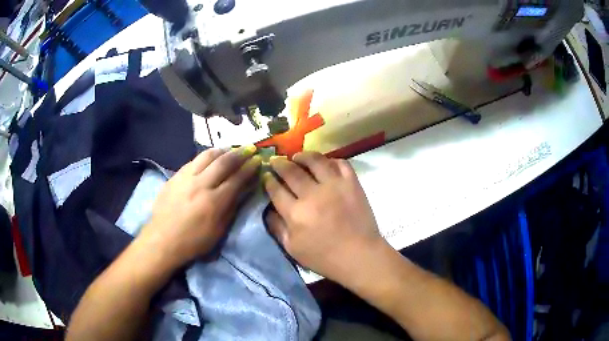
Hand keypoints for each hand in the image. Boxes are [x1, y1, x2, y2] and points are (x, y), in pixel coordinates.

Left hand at [140, 146, 261, 268]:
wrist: (163, 240)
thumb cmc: (194, 241)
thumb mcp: (219, 230)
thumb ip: (232, 207)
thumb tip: (245, 188)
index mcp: (214, 201)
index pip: (237, 178)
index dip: (250, 168)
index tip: (258, 160)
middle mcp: (200, 184)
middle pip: (223, 162)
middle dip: (239, 153)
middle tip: (249, 149)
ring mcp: (185, 178)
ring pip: (207, 155)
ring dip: (222, 150)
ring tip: (231, 149)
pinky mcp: (175, 176)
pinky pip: (193, 160)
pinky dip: (206, 156)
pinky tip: (210, 158)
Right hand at [263, 152, 383, 284]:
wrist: (359, 255)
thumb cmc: (324, 257)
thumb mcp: (292, 249)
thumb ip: (277, 227)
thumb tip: (268, 209)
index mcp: (295, 213)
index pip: (276, 190)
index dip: (268, 180)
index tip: (266, 175)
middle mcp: (313, 195)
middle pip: (291, 171)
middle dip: (279, 164)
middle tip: (275, 160)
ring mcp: (335, 186)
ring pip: (315, 161)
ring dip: (303, 156)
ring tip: (297, 157)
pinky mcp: (352, 183)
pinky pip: (340, 163)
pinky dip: (331, 160)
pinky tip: (325, 163)